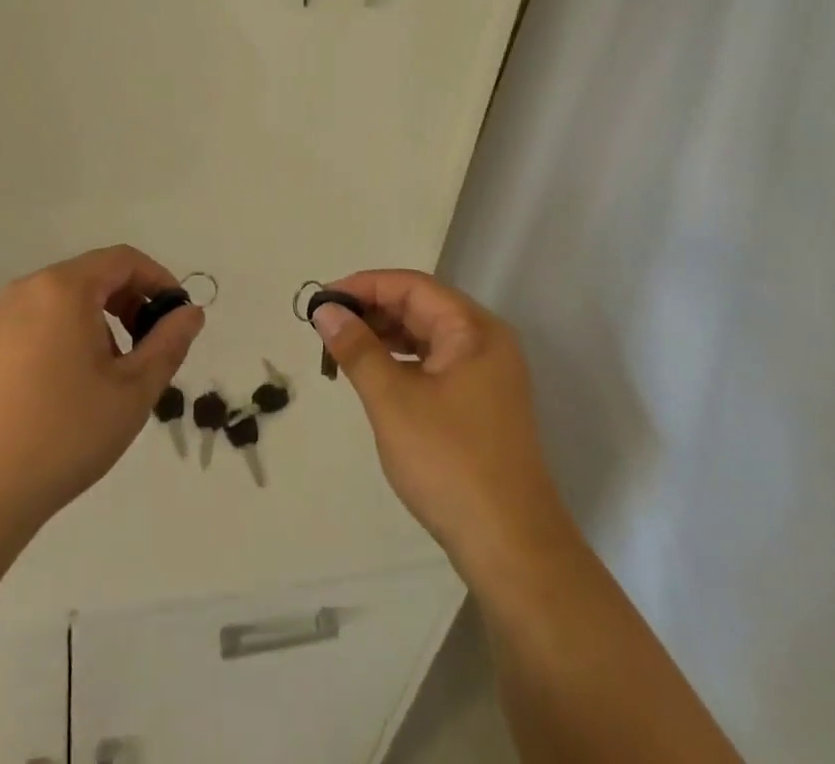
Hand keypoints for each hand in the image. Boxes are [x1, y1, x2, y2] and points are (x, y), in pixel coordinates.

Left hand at [0, 246, 202, 536]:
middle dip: (127, 304)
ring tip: (103, 378)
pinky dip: (59, 339)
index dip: (158, 281)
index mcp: (64, 289)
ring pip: (59, 303)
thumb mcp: (131, 392)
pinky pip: (30, 325)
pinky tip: (59, 392)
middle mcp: (25, 290)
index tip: (174, 318)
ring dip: (94, 324)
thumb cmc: (61, 436)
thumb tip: (190, 313)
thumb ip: (168, 344)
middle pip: (90, 277)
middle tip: (145, 349)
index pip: (123, 260)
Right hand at [313, 270, 578, 580]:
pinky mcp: (481, 405)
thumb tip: (326, 310)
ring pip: (427, 337)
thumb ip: (357, 349)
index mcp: (473, 329)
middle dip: (372, 311)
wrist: (511, 549)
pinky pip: (435, 364)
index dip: (365, 286)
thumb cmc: (449, 463)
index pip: (412, 286)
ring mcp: (487, 375)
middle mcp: (485, 342)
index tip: (322, 301)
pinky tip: (375, 377)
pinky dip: (402, 363)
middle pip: (421, 307)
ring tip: (342, 349)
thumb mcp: (393, 400)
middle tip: (326, 326)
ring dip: (385, 337)